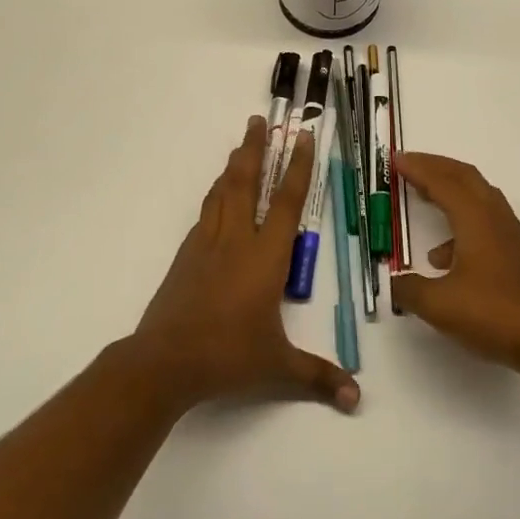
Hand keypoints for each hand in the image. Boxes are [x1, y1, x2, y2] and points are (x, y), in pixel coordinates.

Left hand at [134, 116, 359, 414]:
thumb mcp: (278, 367)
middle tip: (258, 120)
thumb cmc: (228, 356)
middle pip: (246, 183)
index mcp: (266, 257)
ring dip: (232, 167)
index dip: (298, 167)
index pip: (288, 202)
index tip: (302, 137)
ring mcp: (207, 245)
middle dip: (254, 149)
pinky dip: (215, 197)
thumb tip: (355, 398)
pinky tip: (217, 199)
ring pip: (222, 194)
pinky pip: (205, 215)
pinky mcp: (186, 257)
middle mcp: (237, 241)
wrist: (164, 362)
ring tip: (239, 147)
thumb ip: (318, 377)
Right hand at [390, 153, 519, 381]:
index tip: (395, 160)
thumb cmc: (492, 313)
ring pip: (476, 195)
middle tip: (408, 165)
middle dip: (435, 166)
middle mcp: (494, 216)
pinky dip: (460, 221)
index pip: (442, 181)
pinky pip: (483, 219)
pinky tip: (443, 256)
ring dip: (449, 189)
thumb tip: (394, 282)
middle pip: (464, 176)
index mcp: (475, 217)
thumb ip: (410, 289)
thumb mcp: (439, 304)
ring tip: (422, 198)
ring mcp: (508, 233)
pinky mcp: (514, 251)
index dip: (417, 168)